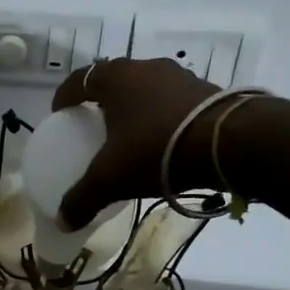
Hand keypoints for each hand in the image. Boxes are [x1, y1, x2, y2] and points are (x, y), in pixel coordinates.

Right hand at [50, 58, 222, 227]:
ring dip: (135, 108)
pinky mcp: (208, 91)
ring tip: (131, 135)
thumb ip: (82, 198)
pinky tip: (164, 142)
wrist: (229, 143)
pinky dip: (162, 117)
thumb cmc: (156, 149)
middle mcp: (147, 68)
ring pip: (147, 89)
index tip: (59, 114)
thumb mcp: (111, 179)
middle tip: (94, 124)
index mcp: (116, 78)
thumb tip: (62, 222)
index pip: (80, 79)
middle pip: (115, 80)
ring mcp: (181, 77)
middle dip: (102, 101)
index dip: (65, 96)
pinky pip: (173, 103)